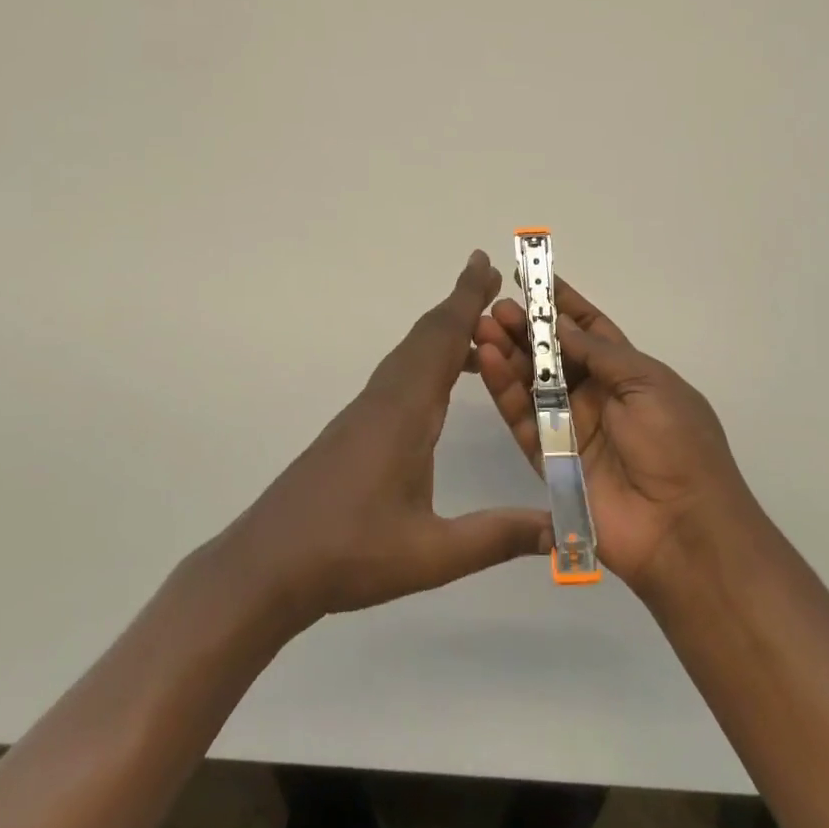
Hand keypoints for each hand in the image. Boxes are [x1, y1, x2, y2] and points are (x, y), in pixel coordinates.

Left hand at [223, 251, 552, 630]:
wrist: (268, 564)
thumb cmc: (349, 554)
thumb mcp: (431, 554)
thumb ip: (496, 537)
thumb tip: (560, 529)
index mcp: (405, 412)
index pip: (442, 340)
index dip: (466, 299)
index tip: (486, 263)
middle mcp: (385, 398)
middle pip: (426, 336)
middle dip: (460, 303)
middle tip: (491, 277)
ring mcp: (366, 411)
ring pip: (410, 354)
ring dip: (443, 331)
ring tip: (480, 327)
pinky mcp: (356, 427)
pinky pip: (400, 374)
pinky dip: (428, 359)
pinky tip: (443, 387)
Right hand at [474, 276, 759, 600]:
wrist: (682, 529)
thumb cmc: (677, 445)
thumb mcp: (649, 384)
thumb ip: (601, 353)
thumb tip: (562, 325)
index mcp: (629, 374)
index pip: (590, 330)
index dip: (563, 304)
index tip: (533, 278)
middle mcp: (598, 397)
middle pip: (554, 355)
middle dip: (527, 328)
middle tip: (497, 307)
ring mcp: (571, 428)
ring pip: (532, 382)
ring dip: (509, 353)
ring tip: (483, 326)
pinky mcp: (549, 459)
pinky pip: (522, 418)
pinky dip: (504, 389)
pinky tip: (488, 360)